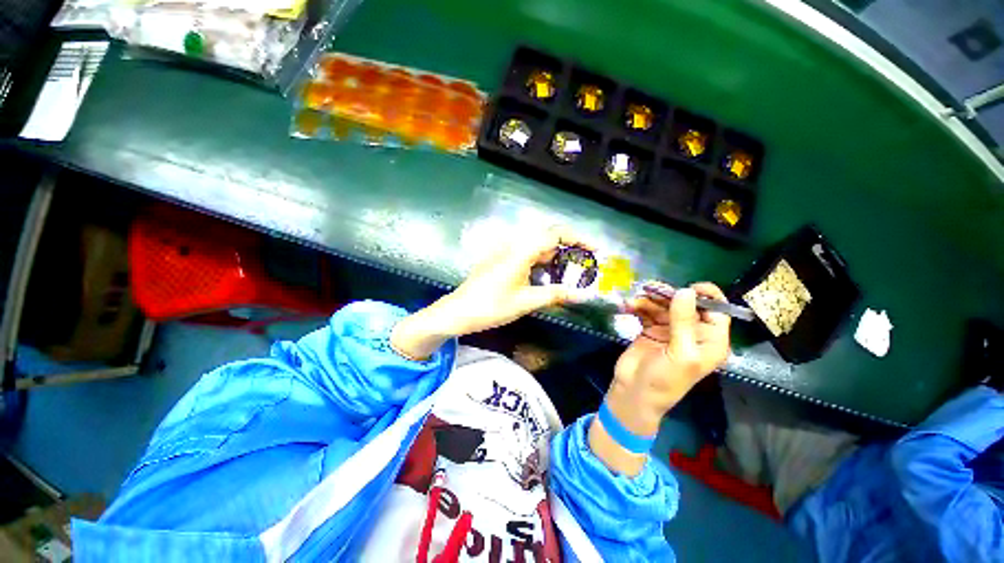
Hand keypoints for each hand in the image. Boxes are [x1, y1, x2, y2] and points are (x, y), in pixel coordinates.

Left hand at [391, 226, 591, 358]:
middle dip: (567, 250)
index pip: (554, 234)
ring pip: (535, 248)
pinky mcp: (499, 260)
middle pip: (546, 239)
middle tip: (582, 268)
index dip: (577, 239)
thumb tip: (583, 295)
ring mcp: (504, 252)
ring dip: (553, 258)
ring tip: (567, 275)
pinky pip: (525, 255)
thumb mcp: (526, 302)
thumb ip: (555, 294)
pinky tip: (544, 278)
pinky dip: (539, 263)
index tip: (594, 250)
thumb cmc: (491, 306)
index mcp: (520, 251)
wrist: (457, 312)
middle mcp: (513, 246)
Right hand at [589, 283, 730, 474]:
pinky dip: (638, 307)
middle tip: (650, 289)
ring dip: (649, 300)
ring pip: (664, 306)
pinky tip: (628, 307)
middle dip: (669, 295)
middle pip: (686, 304)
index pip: (716, 312)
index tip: (688, 286)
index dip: (706, 296)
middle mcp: (692, 333)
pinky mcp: (651, 329)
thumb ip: (684, 322)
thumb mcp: (680, 353)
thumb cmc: (665, 379)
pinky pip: (647, 311)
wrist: (634, 391)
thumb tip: (686, 291)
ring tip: (634, 300)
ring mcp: (670, 330)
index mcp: (710, 341)